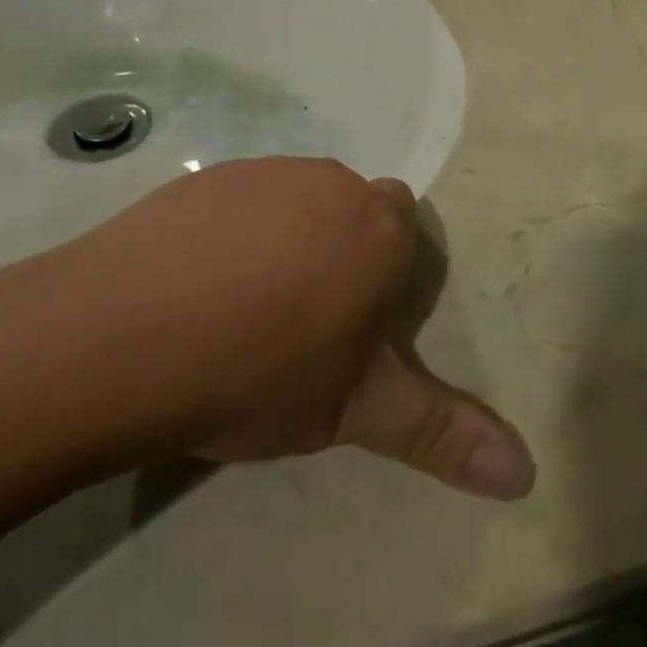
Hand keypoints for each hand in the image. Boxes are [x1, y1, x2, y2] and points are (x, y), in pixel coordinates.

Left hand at [0, 158, 535, 500]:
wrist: (119, 339)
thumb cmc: (257, 372)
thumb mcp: (357, 412)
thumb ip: (442, 434)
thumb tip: (526, 475)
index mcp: (380, 228)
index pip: (403, 231)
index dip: (379, 278)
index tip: (346, 326)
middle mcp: (332, 183)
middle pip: (351, 213)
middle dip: (337, 255)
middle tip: (294, 325)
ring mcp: (265, 172)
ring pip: (294, 204)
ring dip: (283, 242)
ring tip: (235, 310)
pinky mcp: (204, 176)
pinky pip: (236, 202)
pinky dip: (228, 234)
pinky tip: (189, 287)